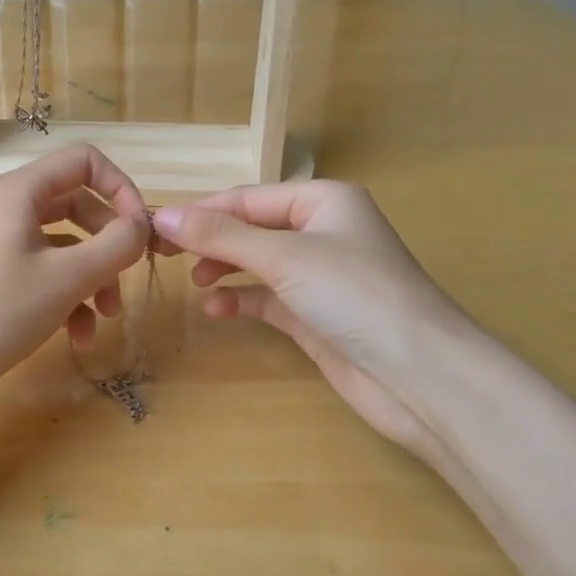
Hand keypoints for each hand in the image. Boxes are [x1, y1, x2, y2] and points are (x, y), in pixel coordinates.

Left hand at [0, 144, 152, 399]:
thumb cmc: (2, 311)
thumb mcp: (69, 277)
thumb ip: (116, 245)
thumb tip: (143, 226)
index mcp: (20, 190)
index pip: (84, 160)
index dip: (120, 187)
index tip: (140, 229)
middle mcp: (9, 207)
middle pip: (78, 204)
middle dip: (109, 243)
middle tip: (128, 275)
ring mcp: (2, 241)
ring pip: (66, 244)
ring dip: (94, 277)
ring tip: (107, 317)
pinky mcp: (0, 274)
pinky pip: (47, 271)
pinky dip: (69, 297)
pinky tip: (79, 337)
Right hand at [152, 182, 473, 458]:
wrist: (421, 377)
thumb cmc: (354, 295)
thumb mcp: (282, 256)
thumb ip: (220, 236)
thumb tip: (161, 215)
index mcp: (323, 201)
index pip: (247, 198)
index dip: (201, 212)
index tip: (154, 228)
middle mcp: (322, 232)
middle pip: (250, 228)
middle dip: (210, 240)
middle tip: (164, 254)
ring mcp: (320, 276)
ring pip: (257, 262)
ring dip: (224, 268)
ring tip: (195, 282)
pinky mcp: (316, 316)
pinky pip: (267, 298)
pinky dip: (241, 300)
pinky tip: (217, 310)